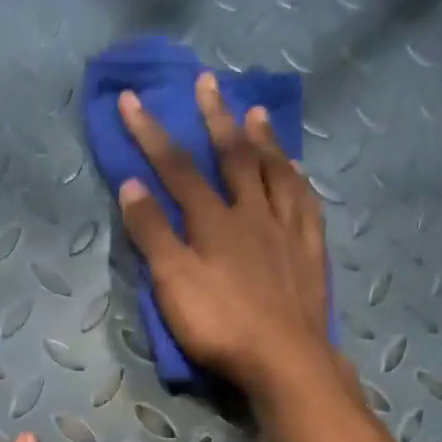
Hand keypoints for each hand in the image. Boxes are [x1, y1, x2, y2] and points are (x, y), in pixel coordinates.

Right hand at [120, 72, 414, 441]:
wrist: (284, 359)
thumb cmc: (220, 325)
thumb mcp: (173, 284)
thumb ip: (152, 234)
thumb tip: (132, 185)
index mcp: (213, 221)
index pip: (175, 169)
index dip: (151, 134)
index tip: (131, 100)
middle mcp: (252, 213)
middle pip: (232, 157)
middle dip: (214, 118)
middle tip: (207, 82)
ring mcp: (287, 229)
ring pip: (275, 172)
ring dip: (261, 139)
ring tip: (254, 112)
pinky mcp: (310, 250)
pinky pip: (305, 201)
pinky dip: (296, 177)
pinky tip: (295, 171)